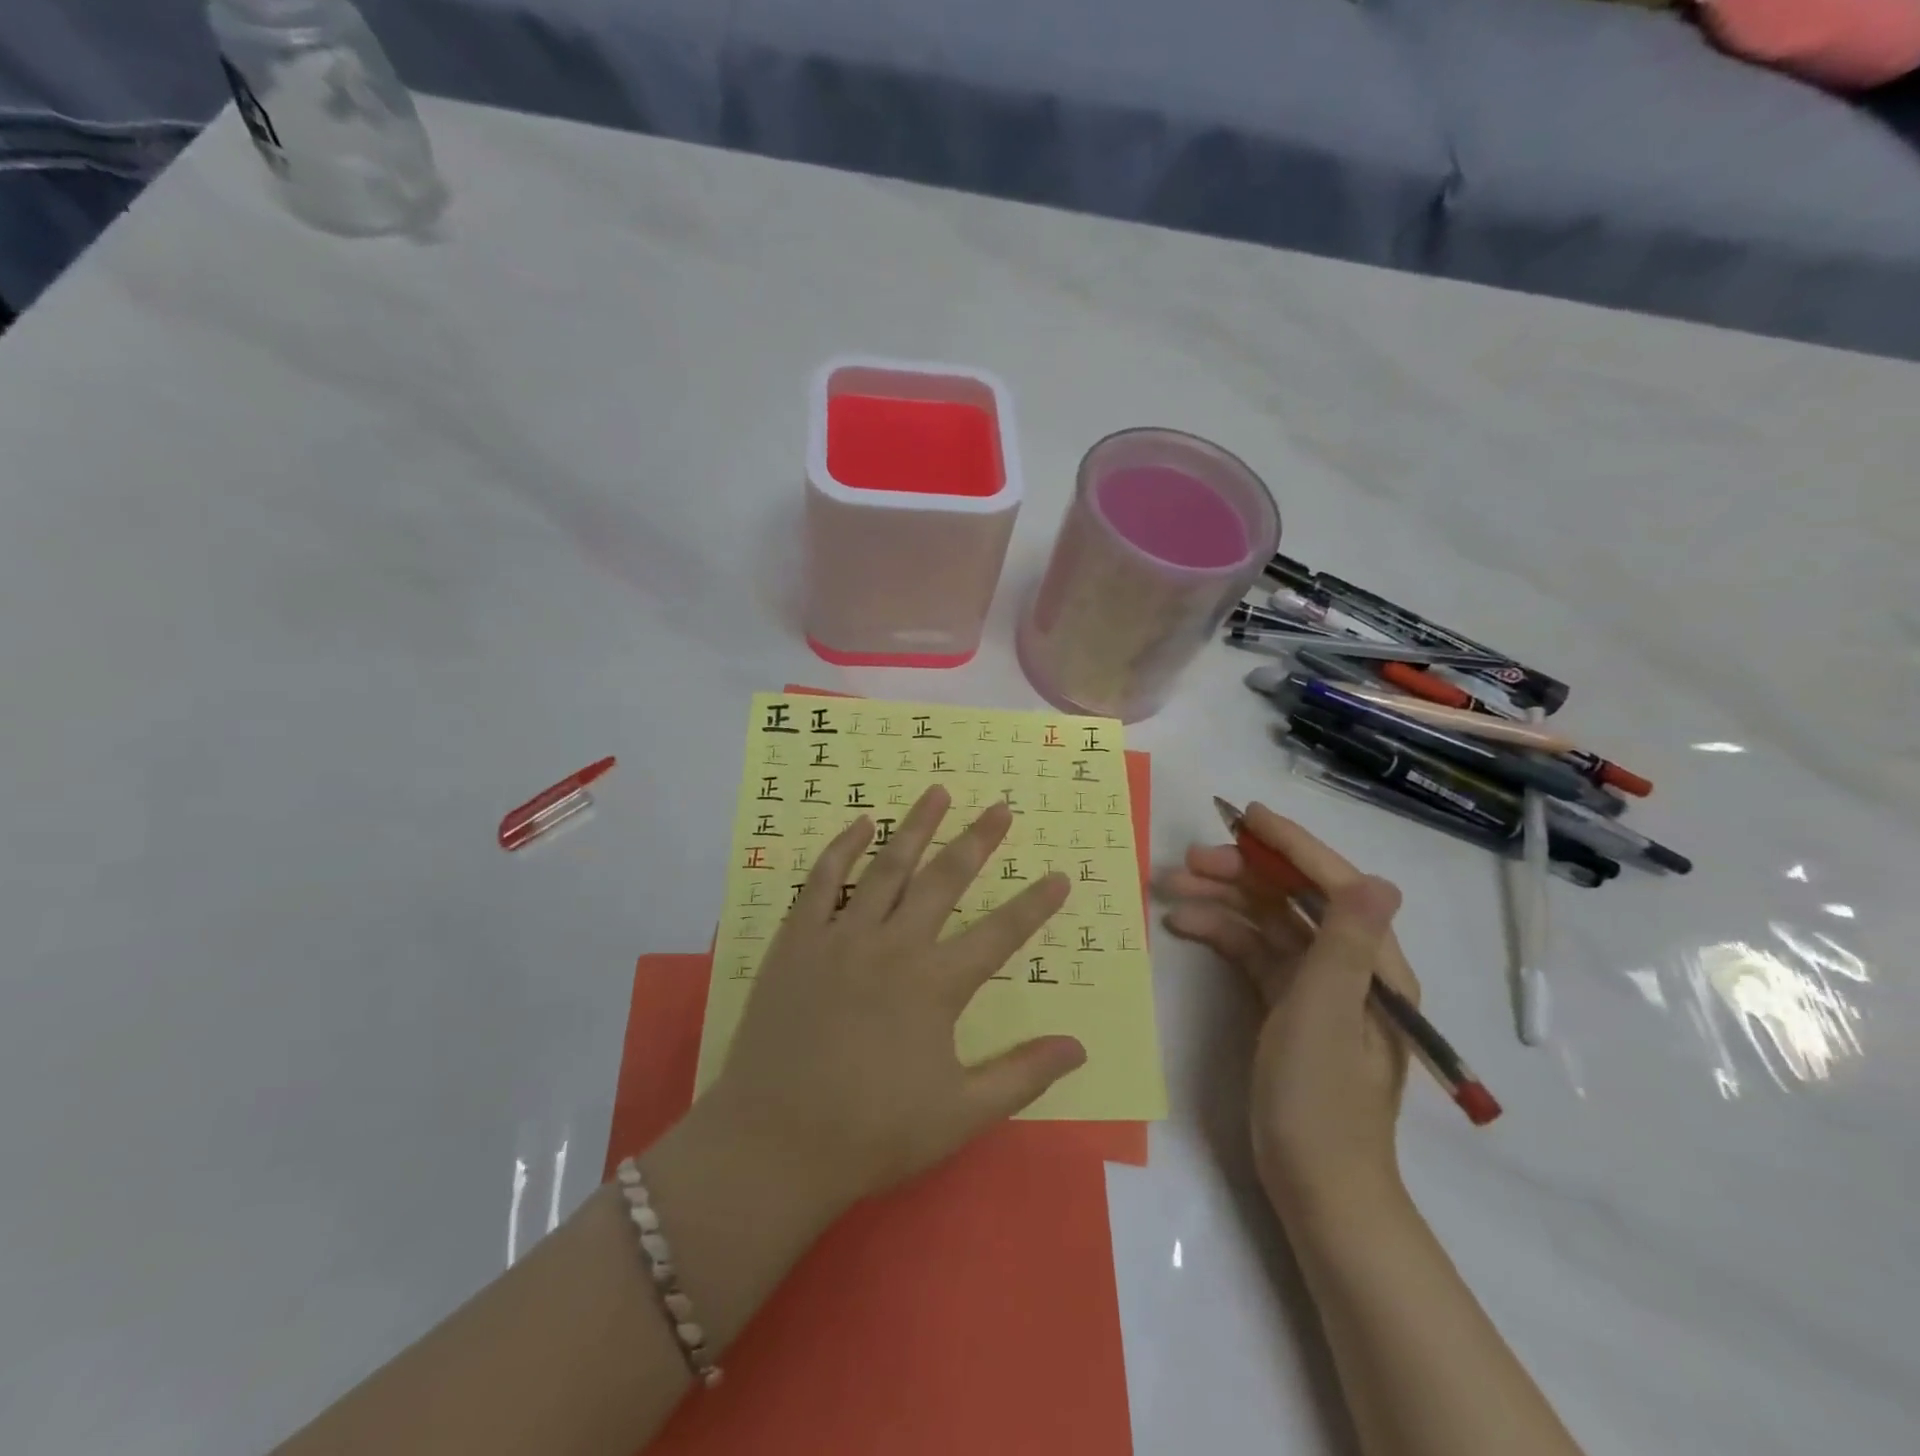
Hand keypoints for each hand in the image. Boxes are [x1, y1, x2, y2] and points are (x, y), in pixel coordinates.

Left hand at [703, 786, 1083, 1213]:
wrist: (773, 1144)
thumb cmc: (871, 1133)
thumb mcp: (960, 1115)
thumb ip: (1022, 1076)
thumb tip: (1079, 1048)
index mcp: (935, 985)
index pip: (999, 934)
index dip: (1034, 905)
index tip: (1059, 876)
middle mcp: (894, 946)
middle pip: (944, 880)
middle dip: (978, 842)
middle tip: (1000, 808)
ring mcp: (841, 937)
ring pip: (887, 867)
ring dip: (916, 827)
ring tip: (938, 792)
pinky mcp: (798, 940)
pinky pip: (822, 881)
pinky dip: (842, 848)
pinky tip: (860, 824)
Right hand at [1162, 804, 1415, 1222]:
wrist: (1315, 1185)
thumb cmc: (1319, 1100)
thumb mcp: (1325, 1015)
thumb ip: (1345, 945)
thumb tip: (1378, 881)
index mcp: (1373, 963)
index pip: (1332, 884)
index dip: (1291, 845)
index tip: (1246, 816)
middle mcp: (1349, 965)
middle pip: (1292, 898)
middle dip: (1241, 873)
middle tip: (1187, 862)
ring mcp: (1316, 986)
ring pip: (1266, 922)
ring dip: (1221, 901)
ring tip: (1169, 889)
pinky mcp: (1288, 1005)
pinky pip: (1253, 953)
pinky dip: (1220, 935)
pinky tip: (1183, 926)